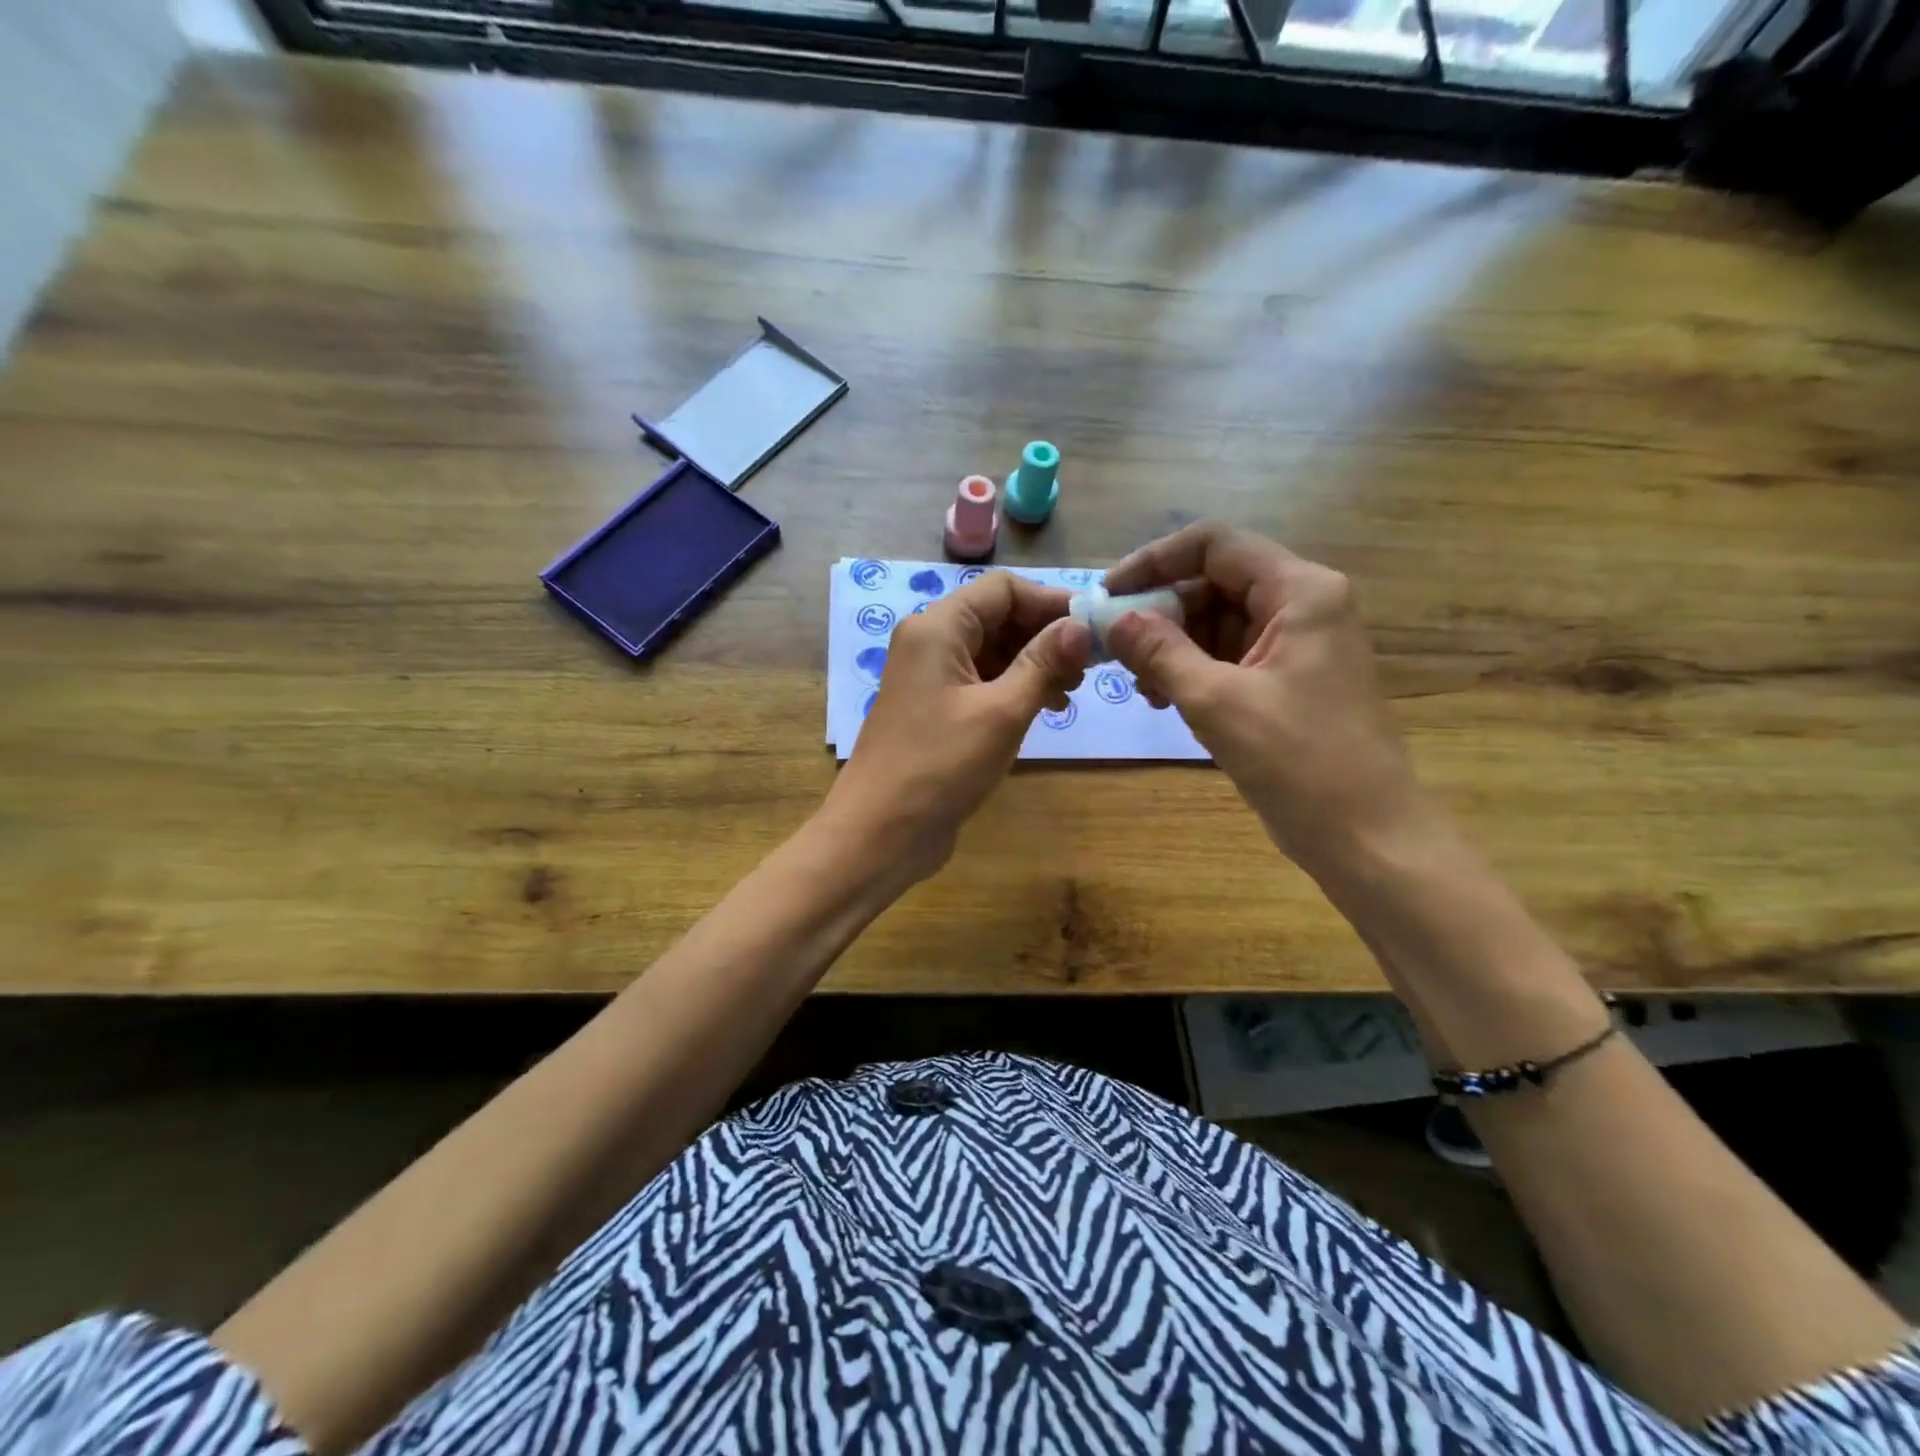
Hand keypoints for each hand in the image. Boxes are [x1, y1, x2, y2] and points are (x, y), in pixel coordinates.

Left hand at [819, 571, 1091, 885]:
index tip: (1094, 629)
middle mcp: (930, 643)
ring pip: (992, 652)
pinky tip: (1043, 710)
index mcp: (938, 628)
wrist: (880, 832)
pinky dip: (1013, 689)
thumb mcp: (1002, 712)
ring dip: (1033, 664)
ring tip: (1070, 693)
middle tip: (1088, 668)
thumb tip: (1082, 626)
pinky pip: (980, 682)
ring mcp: (930, 678)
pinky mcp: (935, 710)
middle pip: (997, 617)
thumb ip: (1044, 663)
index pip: (1003, 590)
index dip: (1051, 602)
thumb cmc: (941, 765)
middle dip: (1045, 636)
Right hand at [1103, 522, 1422, 875]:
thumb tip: (1112, 619)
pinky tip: (1163, 698)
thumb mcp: (1216, 702)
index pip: (1214, 545)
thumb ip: (1160, 652)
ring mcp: (1296, 643)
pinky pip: (1228, 655)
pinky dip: (1192, 670)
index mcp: (1300, 591)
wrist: (1366, 835)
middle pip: (1213, 582)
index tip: (1108, 594)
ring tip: (1141, 685)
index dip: (1154, 561)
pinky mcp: (1287, 678)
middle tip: (1114, 649)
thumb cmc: (1299, 761)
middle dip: (1160, 612)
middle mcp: (1302, 604)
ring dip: (1171, 645)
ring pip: (1216, 621)